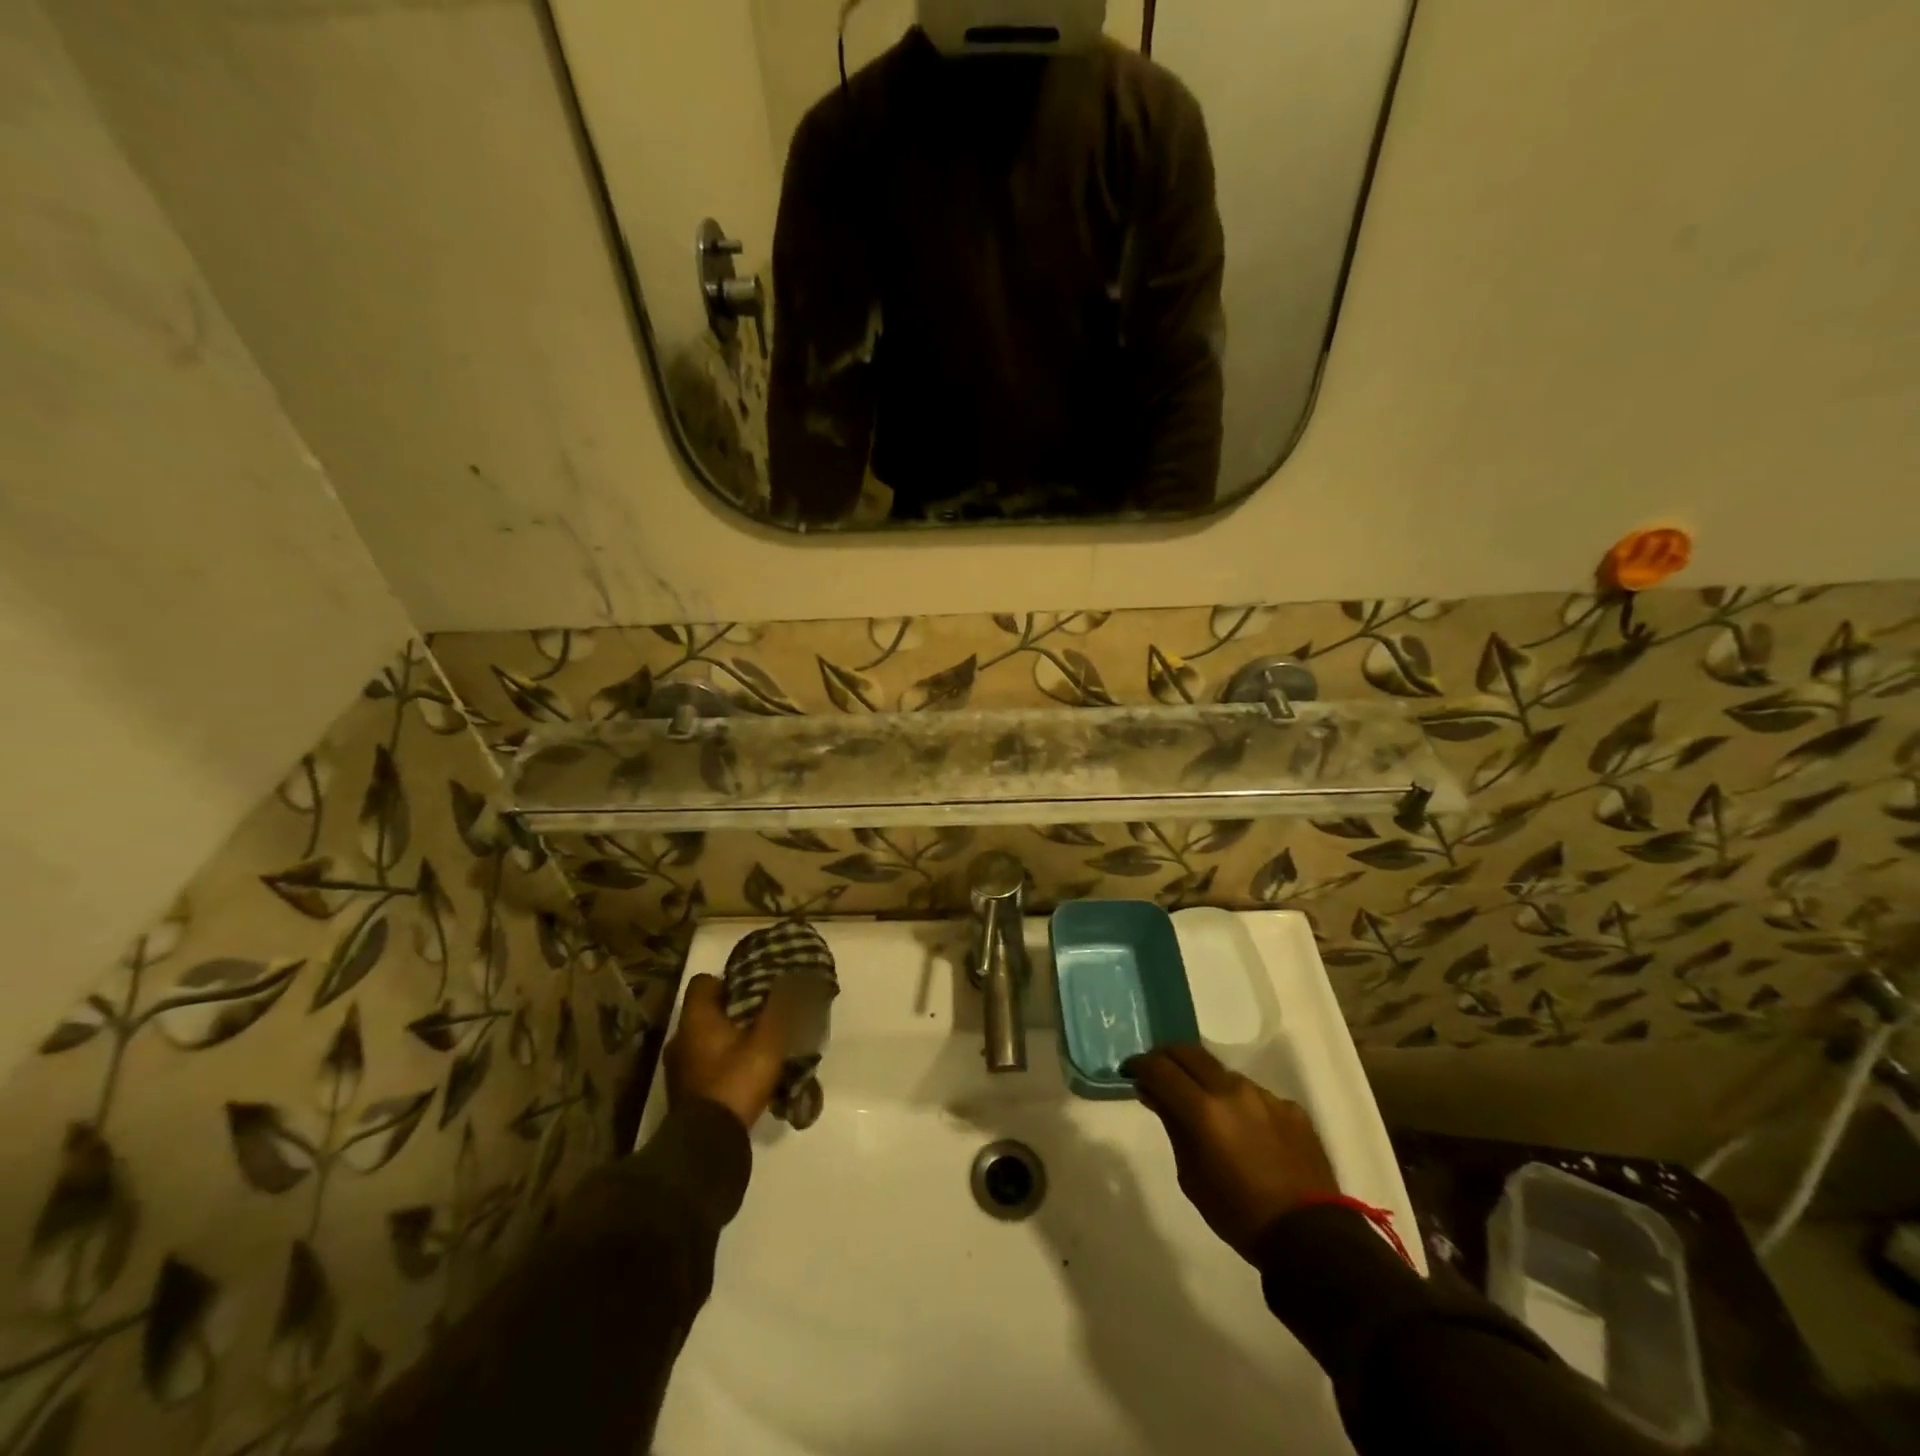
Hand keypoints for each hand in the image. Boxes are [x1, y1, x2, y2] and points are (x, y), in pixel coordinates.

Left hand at [664, 974, 799, 1130]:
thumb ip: (779, 1008)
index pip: (703, 982)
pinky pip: (703, 1063)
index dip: (728, 980)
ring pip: (704, 1038)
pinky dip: (720, 1062)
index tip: (753, 989)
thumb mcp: (767, 1042)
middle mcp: (680, 1038)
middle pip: (705, 1011)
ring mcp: (677, 1068)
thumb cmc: (735, 1082)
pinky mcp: (683, 1092)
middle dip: (733, 1011)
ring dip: (727, 1039)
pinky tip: (743, 1073)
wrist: (707, 1144)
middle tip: (762, 1016)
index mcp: (695, 1020)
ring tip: (757, 1046)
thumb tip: (790, 978)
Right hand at [1125, 1044, 1339, 1262]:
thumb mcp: (1191, 1177)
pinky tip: (1242, 1128)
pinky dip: (1238, 1102)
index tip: (1130, 1070)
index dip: (1140, 1064)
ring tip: (1201, 1103)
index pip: (1160, 1068)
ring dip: (1204, 1079)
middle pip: (1190, 1052)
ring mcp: (1265, 1096)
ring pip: (1222, 1072)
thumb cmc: (1239, 1214)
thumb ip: (1173, 1127)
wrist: (1311, 1238)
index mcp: (1204, 1109)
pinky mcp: (1290, 1108)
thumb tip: (1154, 1094)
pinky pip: (1255, 1094)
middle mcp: (1233, 1090)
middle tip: (1156, 1071)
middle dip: (1167, 1057)